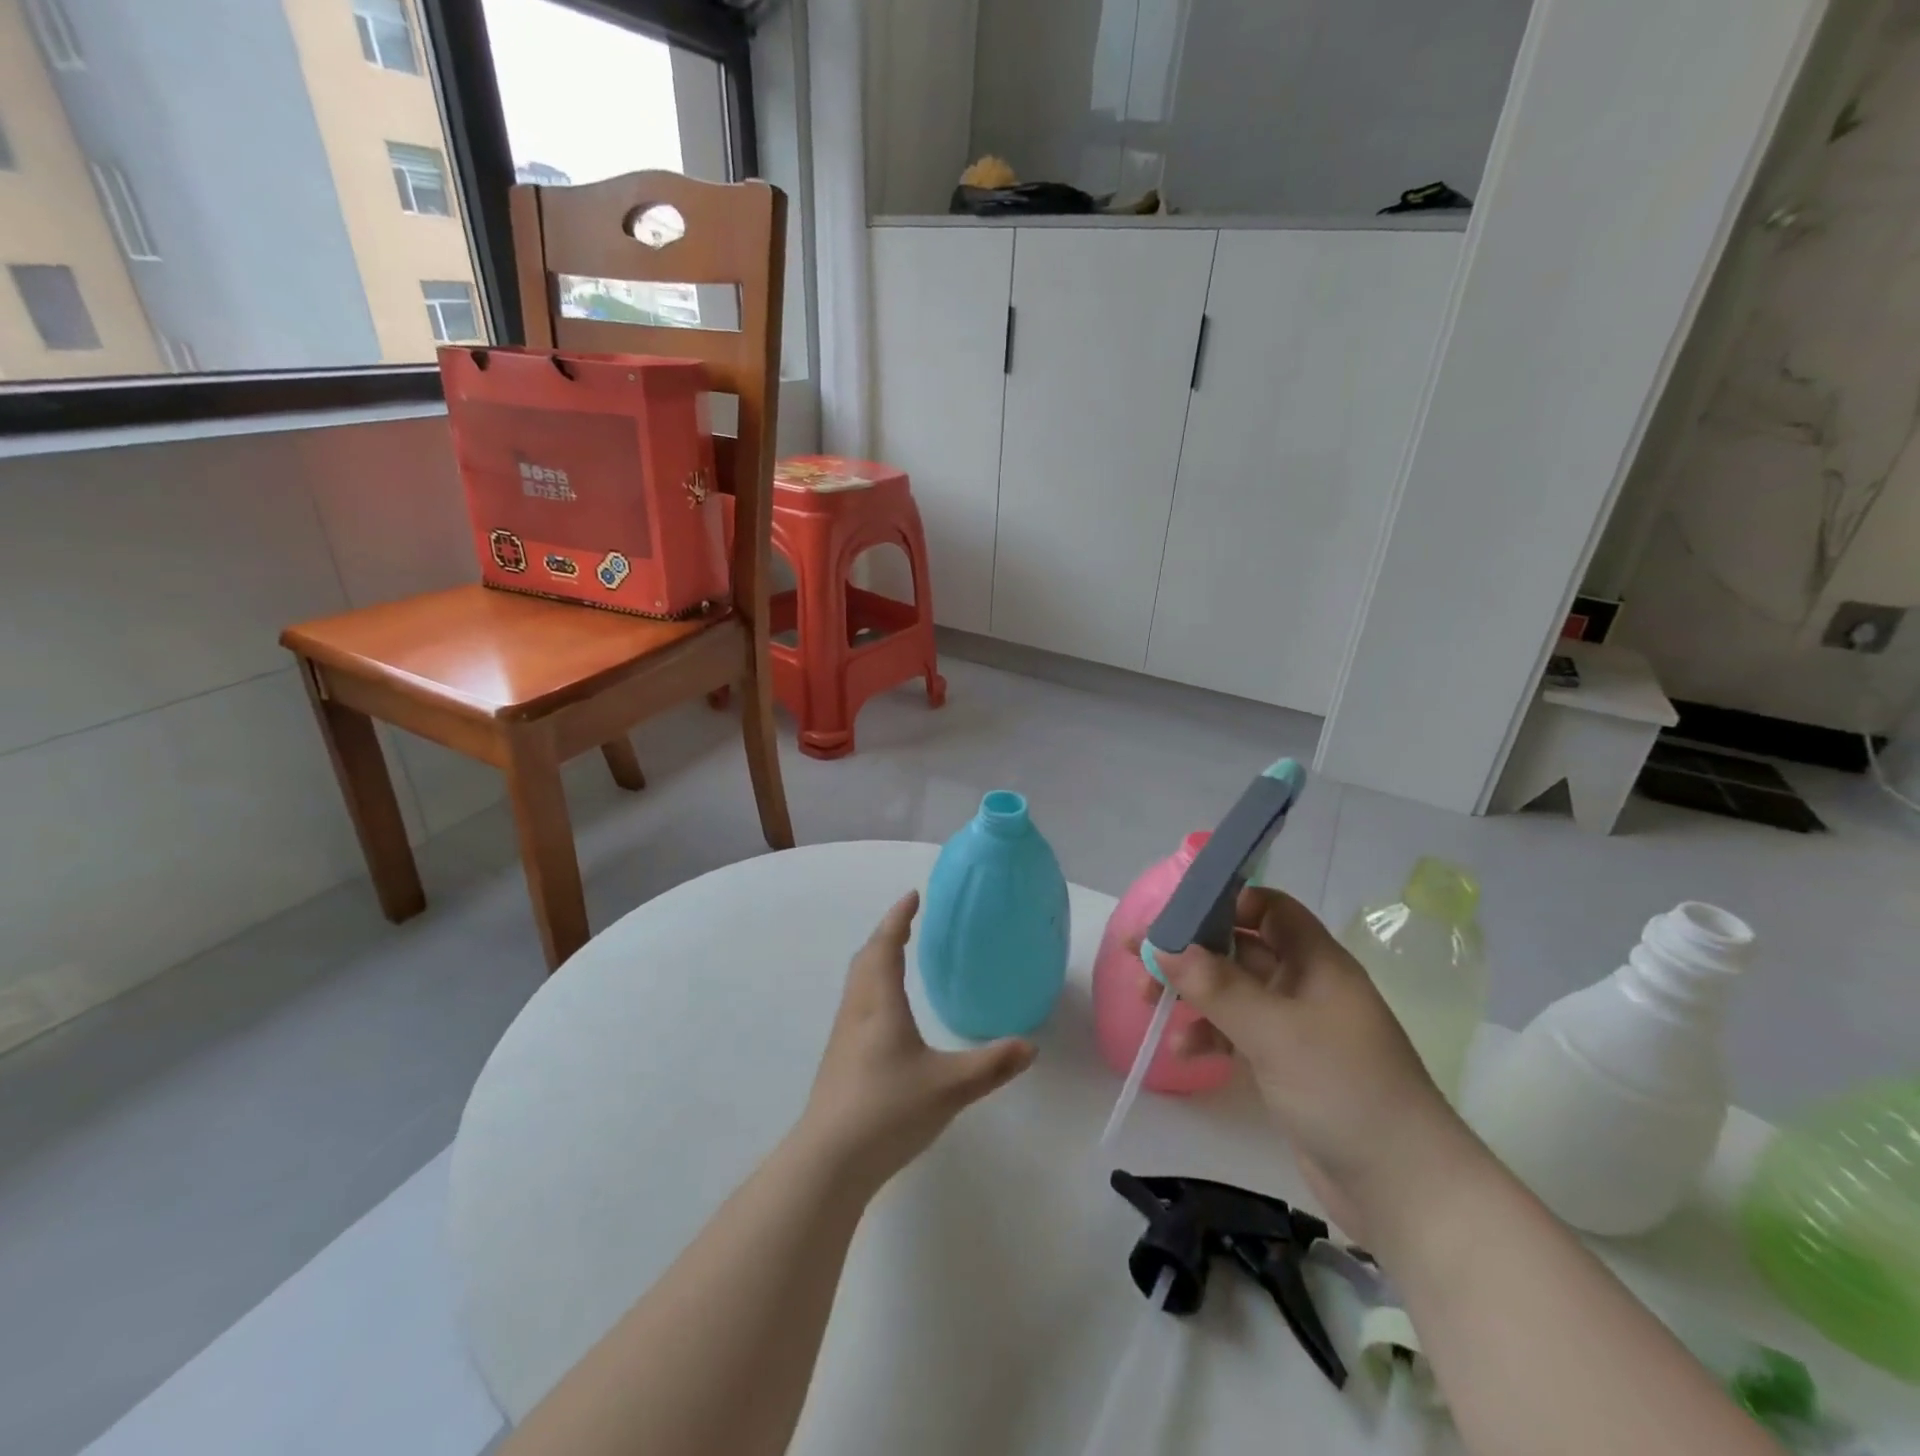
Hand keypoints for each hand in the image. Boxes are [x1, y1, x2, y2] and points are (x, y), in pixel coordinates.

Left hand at [800, 892, 1035, 1191]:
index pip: (887, 945)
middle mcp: (858, 1010)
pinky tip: (887, 1011)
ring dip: (876, 958)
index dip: (899, 918)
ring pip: (858, 981)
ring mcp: (843, 1035)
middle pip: (866, 957)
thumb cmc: (888, 1110)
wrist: (828, 1160)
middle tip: (909, 922)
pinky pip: (856, 1003)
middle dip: (887, 933)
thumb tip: (1030, 1046)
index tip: (913, 896)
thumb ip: (992, 1065)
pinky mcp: (839, 1059)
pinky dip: (872, 985)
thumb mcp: (949, 1087)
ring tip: (898, 956)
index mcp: (880, 1003)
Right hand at [1147, 888, 1477, 1237]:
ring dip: (1192, 994)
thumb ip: (1216, 986)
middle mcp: (1304, 985)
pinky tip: (1184, 1052)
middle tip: (1139, 958)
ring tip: (1148, 1004)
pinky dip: (1208, 1035)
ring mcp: (1295, 1028)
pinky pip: (1236, 1033)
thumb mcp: (1275, 1031)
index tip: (1176, 916)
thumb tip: (1162, 947)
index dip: (1225, 903)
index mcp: (1315, 961)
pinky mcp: (1285, 1066)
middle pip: (1239, 949)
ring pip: (1232, 992)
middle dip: (1191, 951)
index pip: (1268, 908)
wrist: (1404, 1189)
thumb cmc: (1344, 1089)